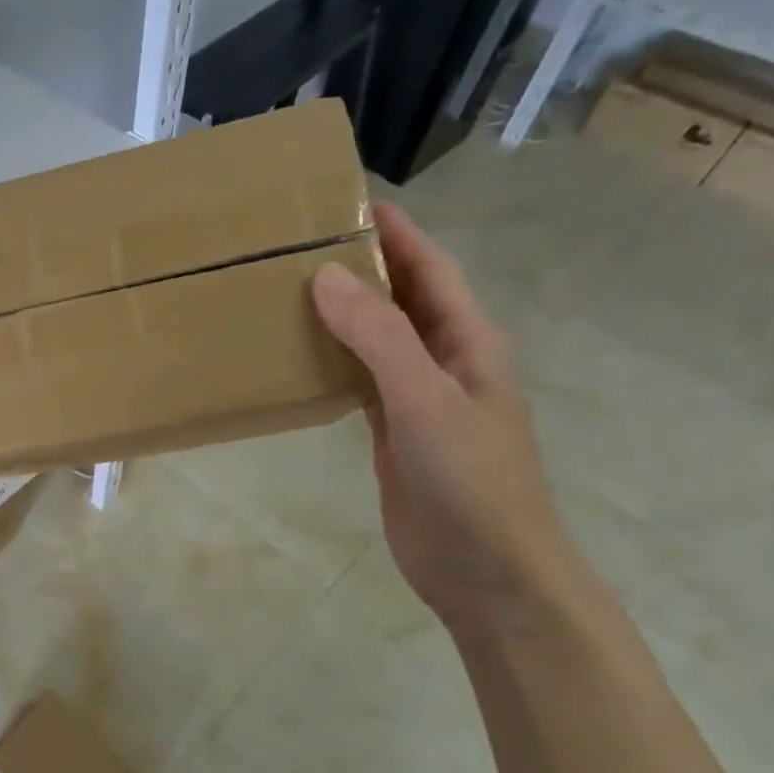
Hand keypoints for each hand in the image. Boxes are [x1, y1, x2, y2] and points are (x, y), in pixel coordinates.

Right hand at [311, 203, 568, 633]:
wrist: (485, 571)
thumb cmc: (469, 480)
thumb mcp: (426, 400)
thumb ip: (378, 338)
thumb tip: (327, 277)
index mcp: (468, 342)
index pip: (429, 268)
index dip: (395, 232)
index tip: (345, 201)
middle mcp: (445, 361)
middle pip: (402, 298)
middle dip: (362, 266)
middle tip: (299, 244)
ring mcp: (418, 399)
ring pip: (376, 339)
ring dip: (342, 313)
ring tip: (287, 289)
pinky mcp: (393, 433)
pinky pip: (359, 381)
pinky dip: (332, 361)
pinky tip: (298, 354)